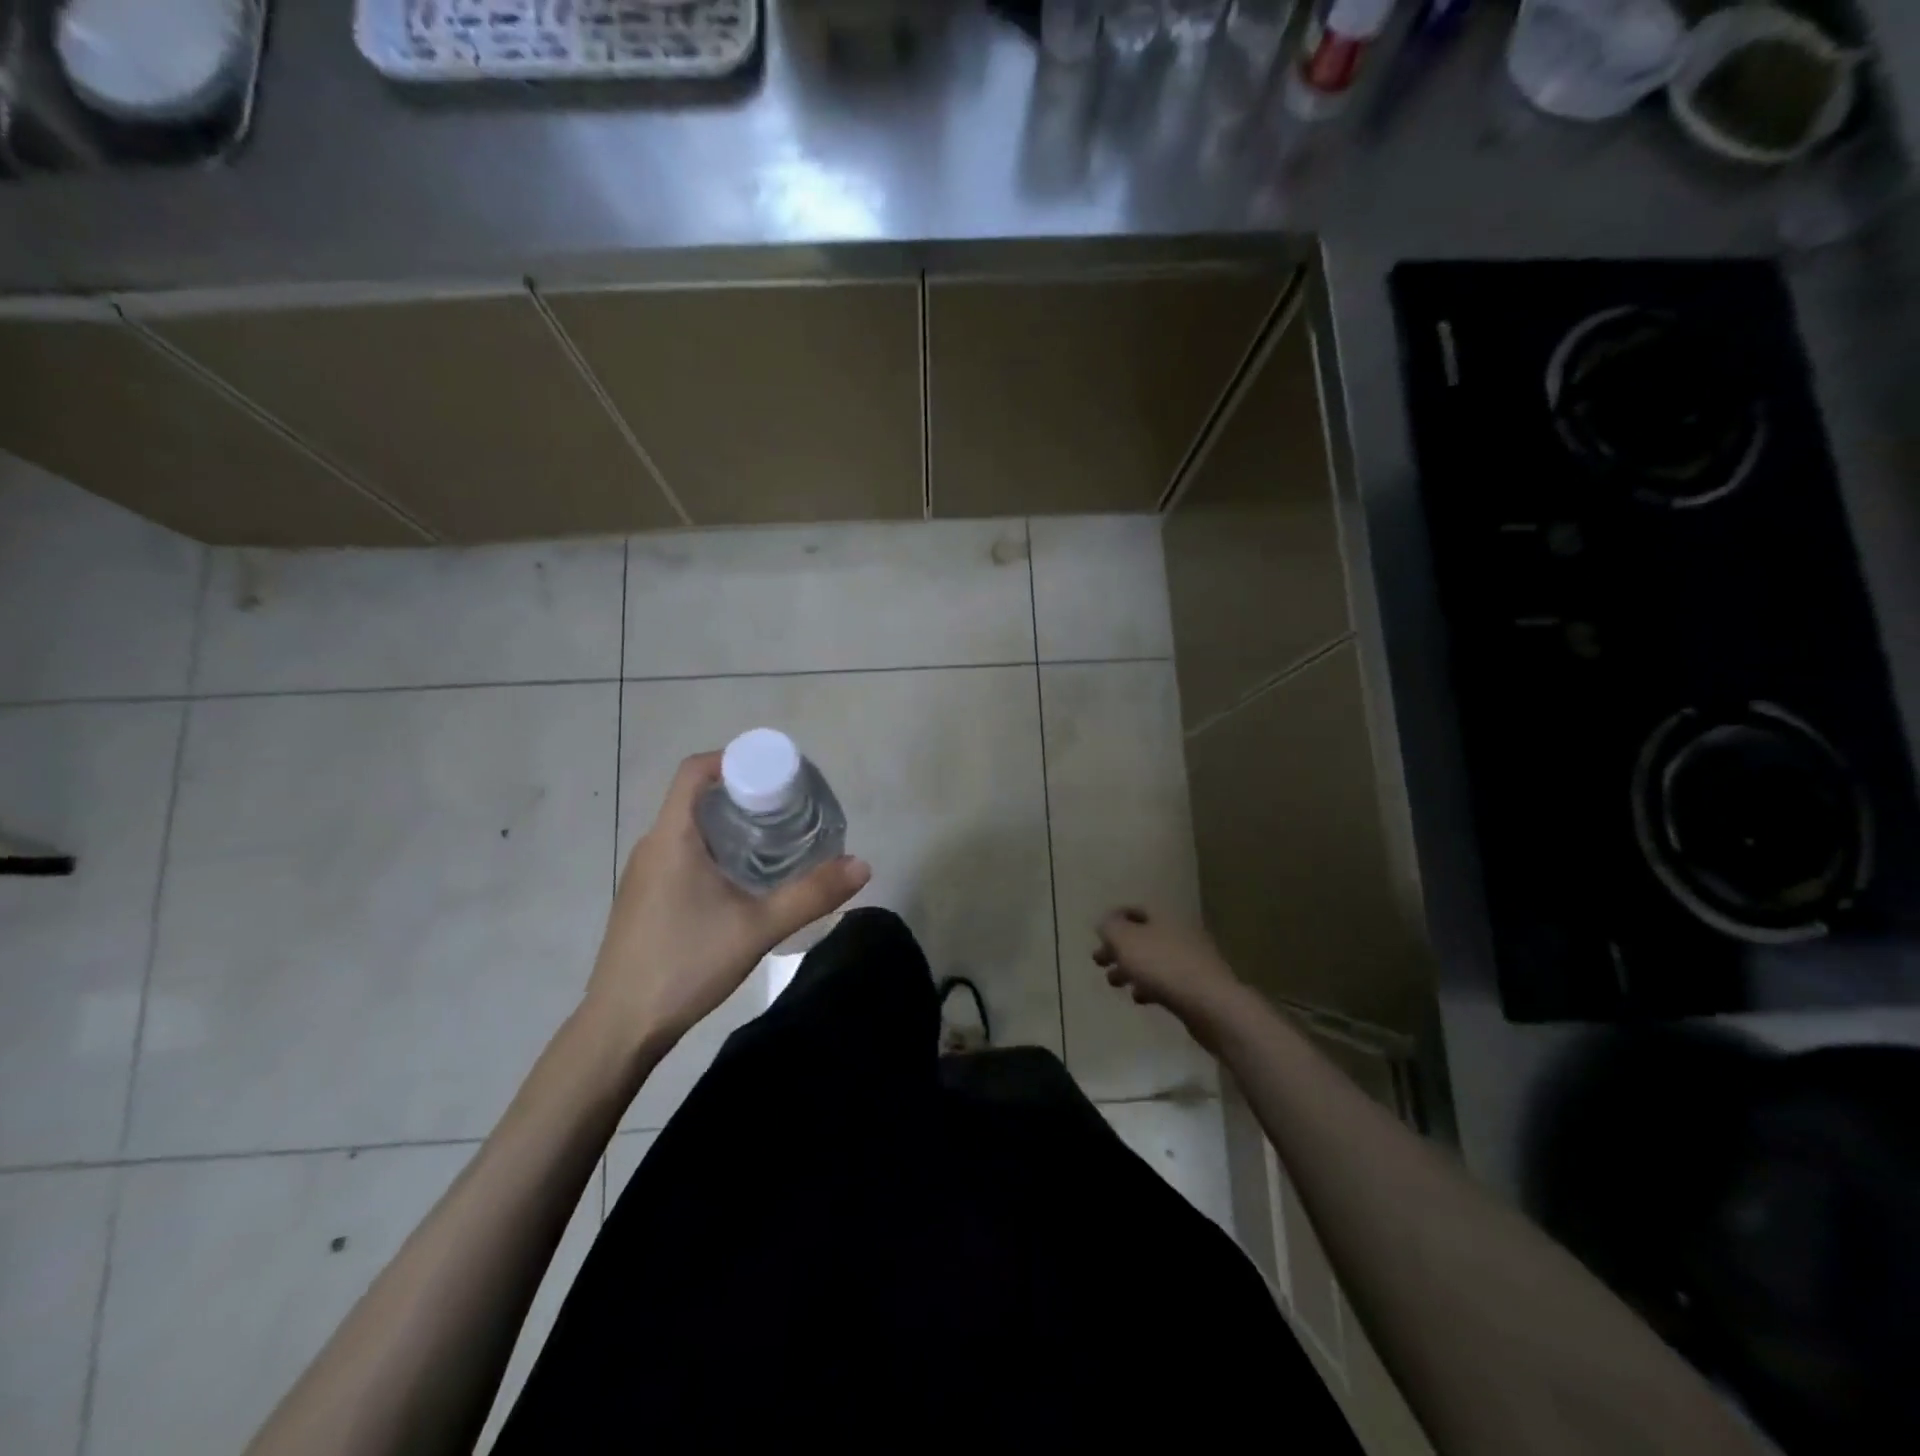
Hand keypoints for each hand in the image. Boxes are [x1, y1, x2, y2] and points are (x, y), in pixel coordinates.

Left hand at [585, 751, 869, 1047]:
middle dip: (743, 794)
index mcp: (672, 838)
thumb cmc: (685, 965)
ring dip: (730, 825)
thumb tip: (862, 865)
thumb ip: (812, 894)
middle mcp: (652, 846)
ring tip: (774, 842)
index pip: (695, 770)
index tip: (776, 774)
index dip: (734, 759)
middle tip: (789, 810)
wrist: (621, 1027)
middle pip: (697, 797)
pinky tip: (742, 882)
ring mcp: (643, 874)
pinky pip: (681, 854)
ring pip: (689, 829)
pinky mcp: (644, 899)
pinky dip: (715, 850)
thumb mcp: (758, 928)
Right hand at [1094, 908, 1243, 1042]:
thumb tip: (1106, 923)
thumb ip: (1110, 927)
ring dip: (1131, 969)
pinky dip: (1149, 986)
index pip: (1136, 910)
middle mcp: (1179, 933)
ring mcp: (1192, 960)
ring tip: (1115, 983)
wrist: (1210, 1004)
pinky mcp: (1197, 986)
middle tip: (1098, 963)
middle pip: (1143, 936)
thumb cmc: (1162, 966)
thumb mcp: (1125, 940)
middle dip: (1119, 949)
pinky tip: (1140, 999)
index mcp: (1164, 916)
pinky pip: (1167, 981)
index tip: (1098, 935)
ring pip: (1153, 960)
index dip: (1115, 920)